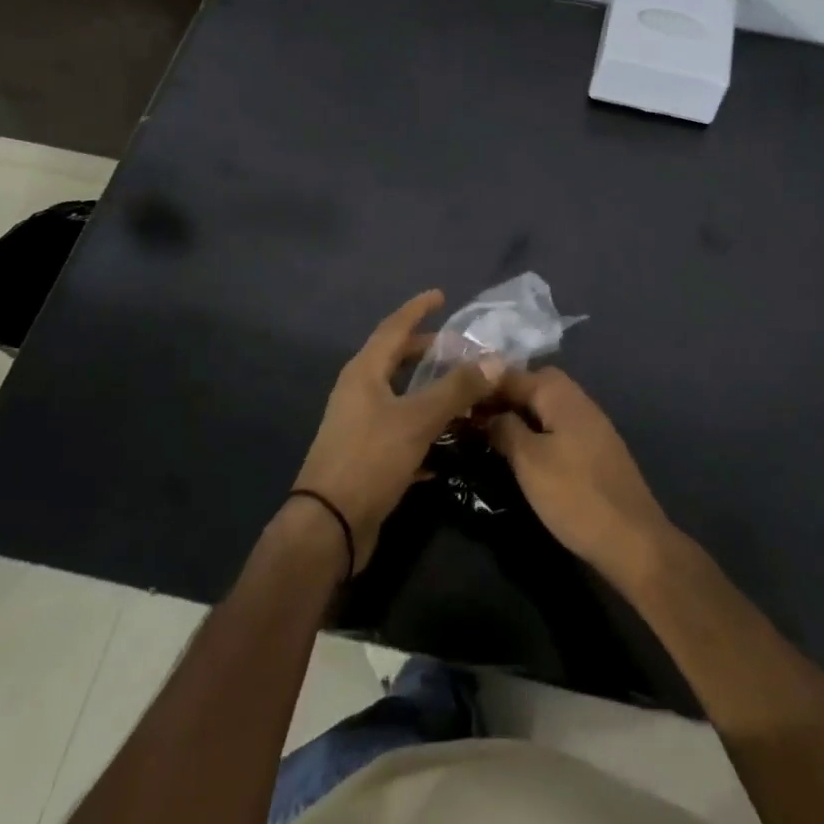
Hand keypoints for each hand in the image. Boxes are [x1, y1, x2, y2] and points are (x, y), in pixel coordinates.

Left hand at [293, 290, 500, 571]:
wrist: (328, 527)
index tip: (441, 295)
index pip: (394, 327)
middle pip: (396, 359)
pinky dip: (425, 425)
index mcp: (364, 372)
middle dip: (427, 350)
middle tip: (459, 347)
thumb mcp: (417, 420)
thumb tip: (495, 360)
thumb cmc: (369, 460)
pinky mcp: (367, 455)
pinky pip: (402, 428)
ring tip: (461, 389)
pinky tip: (450, 438)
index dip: (417, 309)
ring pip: (401, 395)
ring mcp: (360, 424)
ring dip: (430, 389)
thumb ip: (456, 389)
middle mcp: (359, 391)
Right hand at [486, 367, 673, 585]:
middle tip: (476, 421)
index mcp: (561, 394)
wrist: (632, 540)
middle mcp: (578, 399)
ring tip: (493, 438)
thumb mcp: (529, 461)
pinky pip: (559, 427)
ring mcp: (591, 424)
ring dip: (521, 416)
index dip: (484, 386)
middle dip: (504, 398)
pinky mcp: (596, 449)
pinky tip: (525, 455)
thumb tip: (489, 414)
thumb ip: (505, 429)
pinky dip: (538, 432)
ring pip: (547, 407)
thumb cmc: (574, 495)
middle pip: (534, 385)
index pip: (514, 374)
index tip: (456, 403)